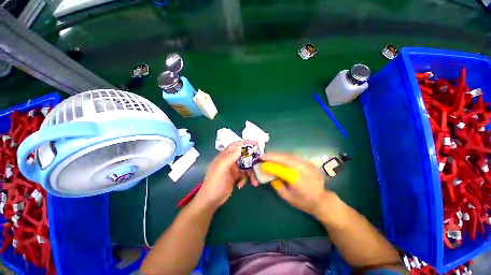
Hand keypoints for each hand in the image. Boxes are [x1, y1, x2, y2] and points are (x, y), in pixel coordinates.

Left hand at [195, 141, 257, 208]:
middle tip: (259, 163)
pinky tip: (241, 185)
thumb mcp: (221, 168)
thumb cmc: (214, 183)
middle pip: (243, 156)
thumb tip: (240, 146)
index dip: (245, 143)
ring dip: (251, 172)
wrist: (210, 201)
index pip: (236, 145)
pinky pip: (244, 174)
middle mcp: (230, 160)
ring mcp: (233, 169)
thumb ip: (230, 157)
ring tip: (254, 181)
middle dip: (251, 159)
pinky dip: (245, 179)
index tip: (255, 143)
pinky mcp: (235, 177)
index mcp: (225, 156)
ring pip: (246, 166)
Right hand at [260, 153, 329, 216]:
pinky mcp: (309, 163)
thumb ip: (277, 185)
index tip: (262, 165)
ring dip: (278, 155)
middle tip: (263, 156)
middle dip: (273, 157)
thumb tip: (269, 173)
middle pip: (287, 160)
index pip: (283, 171)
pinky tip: (278, 157)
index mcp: (301, 183)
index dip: (272, 167)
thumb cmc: (304, 202)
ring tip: (268, 156)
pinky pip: (294, 157)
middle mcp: (305, 171)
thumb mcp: (288, 197)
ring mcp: (309, 166)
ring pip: (291, 156)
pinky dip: (284, 156)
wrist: (322, 200)